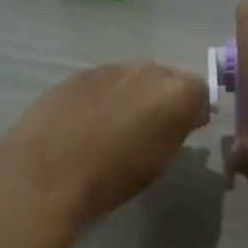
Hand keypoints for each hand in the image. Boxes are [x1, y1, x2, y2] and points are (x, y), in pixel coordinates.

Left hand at [0, 62, 209, 225]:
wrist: (48, 172)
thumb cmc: (111, 178)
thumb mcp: (158, 162)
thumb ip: (175, 131)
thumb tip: (180, 118)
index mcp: (174, 93)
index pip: (199, 90)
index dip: (192, 110)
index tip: (183, 131)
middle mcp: (146, 71)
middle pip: (164, 78)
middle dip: (161, 98)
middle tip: (148, 129)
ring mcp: (109, 69)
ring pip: (131, 78)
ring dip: (130, 96)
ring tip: (112, 128)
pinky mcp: (77, 74)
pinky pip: (101, 83)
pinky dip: (101, 98)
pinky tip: (85, 123)